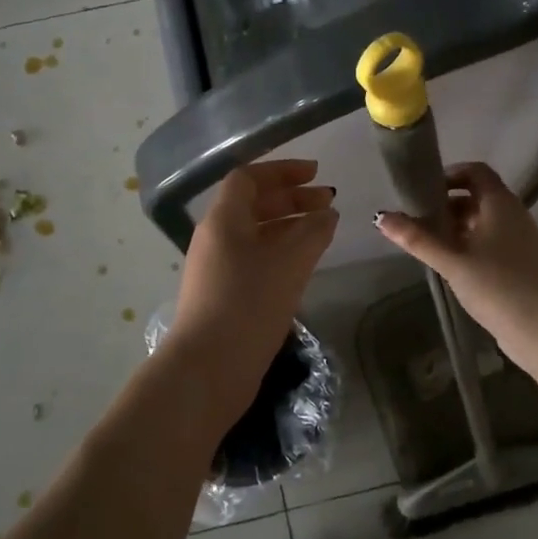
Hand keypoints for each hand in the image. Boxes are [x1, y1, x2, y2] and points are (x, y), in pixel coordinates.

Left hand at [167, 159, 338, 430]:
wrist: (209, 367)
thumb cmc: (250, 303)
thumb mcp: (290, 262)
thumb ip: (314, 231)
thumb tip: (328, 214)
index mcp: (223, 219)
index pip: (249, 178)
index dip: (282, 171)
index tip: (315, 173)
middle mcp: (215, 237)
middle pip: (252, 204)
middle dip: (291, 198)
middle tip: (327, 201)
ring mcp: (216, 267)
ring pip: (255, 233)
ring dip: (288, 225)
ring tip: (322, 230)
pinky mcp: (223, 294)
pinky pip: (254, 258)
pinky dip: (280, 251)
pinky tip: (303, 264)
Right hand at [374, 162, 537, 364]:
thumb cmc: (497, 285)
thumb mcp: (452, 261)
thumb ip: (417, 239)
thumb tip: (380, 217)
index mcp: (500, 203)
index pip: (476, 172)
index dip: (450, 175)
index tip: (424, 191)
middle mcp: (513, 215)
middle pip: (477, 197)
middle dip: (447, 206)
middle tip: (418, 221)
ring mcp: (520, 240)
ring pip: (484, 222)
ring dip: (457, 228)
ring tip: (429, 245)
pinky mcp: (521, 264)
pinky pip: (491, 243)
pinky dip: (470, 246)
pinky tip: (451, 267)